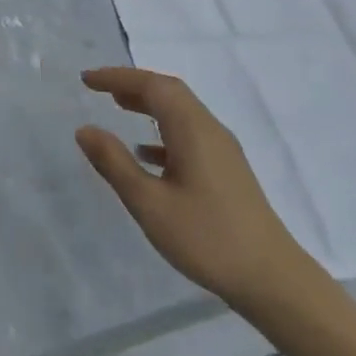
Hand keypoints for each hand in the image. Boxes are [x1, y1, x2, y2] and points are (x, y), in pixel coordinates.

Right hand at [76, 67, 323, 316]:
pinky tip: (146, 153)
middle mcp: (209, 130)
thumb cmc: (206, 238)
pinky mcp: (226, 170)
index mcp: (192, 130)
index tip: (86, 79)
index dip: (117, 77)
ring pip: (181, 112)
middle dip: (133, 84)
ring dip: (149, 103)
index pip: (152, 86)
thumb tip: (84, 129)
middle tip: (99, 87)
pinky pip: (189, 134)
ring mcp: (222, 150)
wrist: (271, 278)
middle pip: (169, 92)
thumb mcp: (149, 203)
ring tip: (118, 106)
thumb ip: (115, 163)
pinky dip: (162, 130)